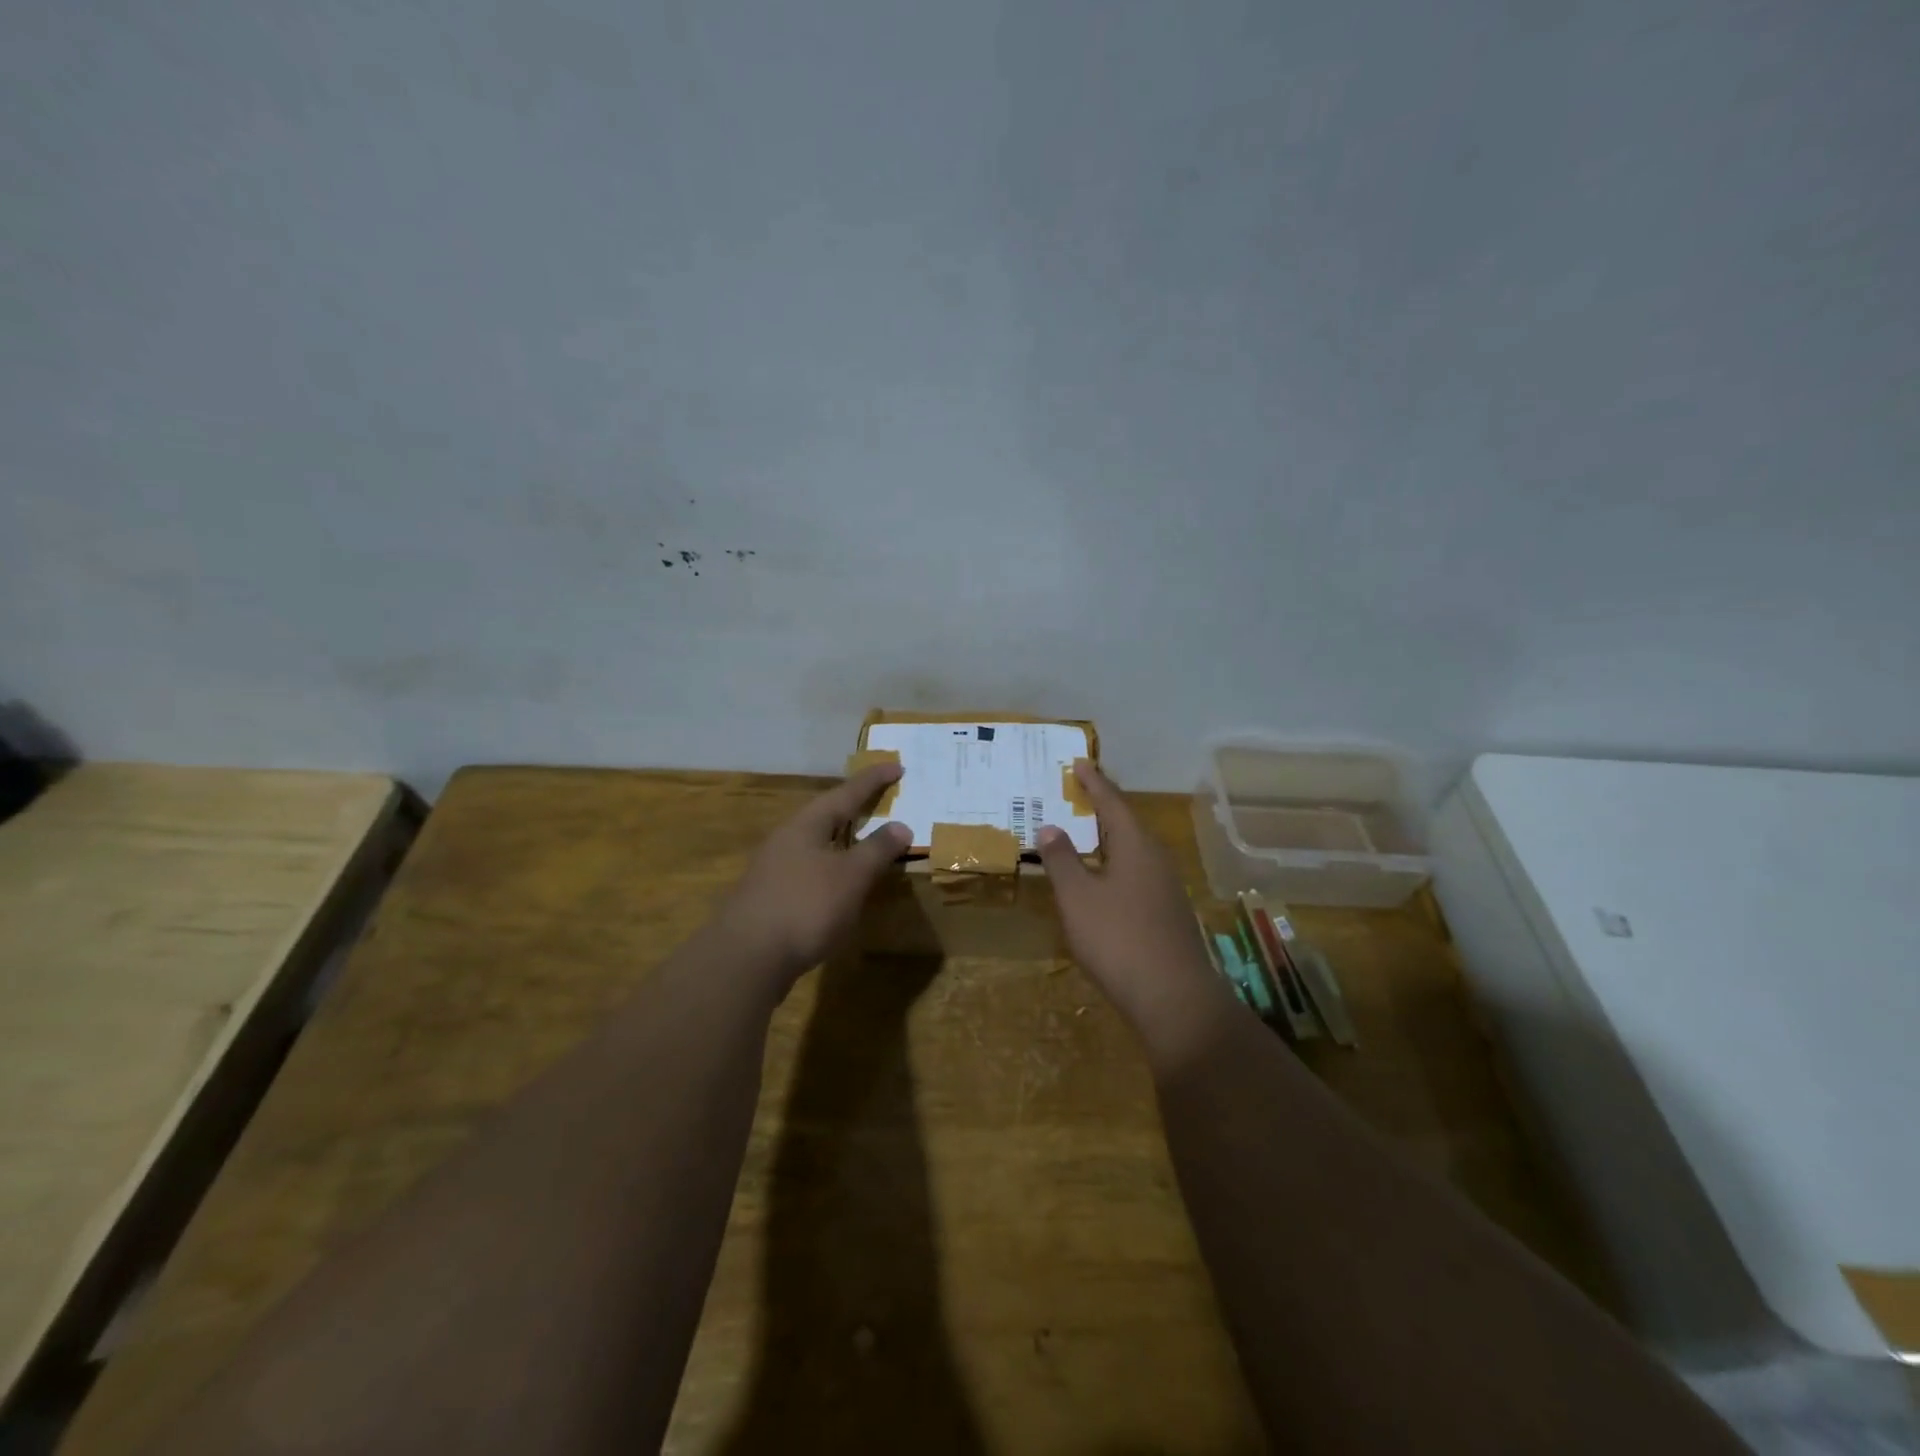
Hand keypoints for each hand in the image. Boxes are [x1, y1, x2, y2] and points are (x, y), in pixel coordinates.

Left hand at [719, 762, 911, 984]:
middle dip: (853, 807)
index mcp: (806, 825)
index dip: (873, 780)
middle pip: (825, 815)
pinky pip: (809, 870)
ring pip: (815, 844)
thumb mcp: (851, 876)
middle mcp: (786, 840)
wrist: (746, 959)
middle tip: (879, 799)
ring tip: (863, 840)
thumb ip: (877, 850)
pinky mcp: (770, 898)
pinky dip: (831, 868)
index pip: (846, 793)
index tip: (897, 765)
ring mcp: (773, 870)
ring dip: (842, 840)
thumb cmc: (805, 906)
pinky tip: (839, 885)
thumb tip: (901, 826)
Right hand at [1037, 761, 1231, 1062]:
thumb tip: (1051, 826)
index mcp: (1136, 846)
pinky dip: (1116, 865)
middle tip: (1079, 793)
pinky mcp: (1168, 914)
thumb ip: (1062, 860)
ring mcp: (1167, 889)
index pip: (1112, 802)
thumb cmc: (1118, 938)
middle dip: (1102, 807)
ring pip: (1134, 851)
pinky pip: (1138, 874)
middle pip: (1127, 824)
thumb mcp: (1078, 897)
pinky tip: (1104, 881)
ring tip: (1086, 833)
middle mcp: (1157, 859)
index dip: (1094, 782)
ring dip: (1109, 838)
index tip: (1080, 762)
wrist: (1173, 999)